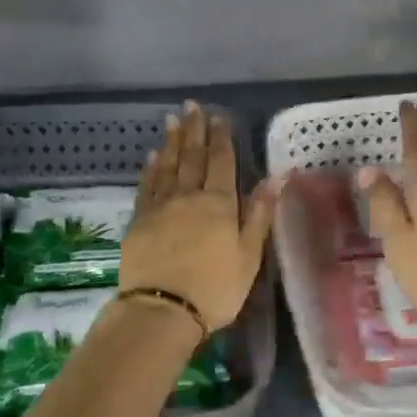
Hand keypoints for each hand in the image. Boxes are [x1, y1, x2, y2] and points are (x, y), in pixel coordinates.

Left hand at [122, 102, 277, 332]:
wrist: (161, 310)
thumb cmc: (215, 288)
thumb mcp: (248, 255)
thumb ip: (260, 214)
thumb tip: (277, 176)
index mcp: (218, 203)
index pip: (221, 162)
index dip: (221, 138)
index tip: (218, 116)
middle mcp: (187, 196)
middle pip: (192, 157)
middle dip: (194, 131)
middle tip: (192, 106)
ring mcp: (159, 207)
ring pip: (167, 166)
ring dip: (172, 142)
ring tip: (173, 120)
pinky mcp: (138, 221)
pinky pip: (146, 186)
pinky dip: (150, 168)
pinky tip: (152, 156)